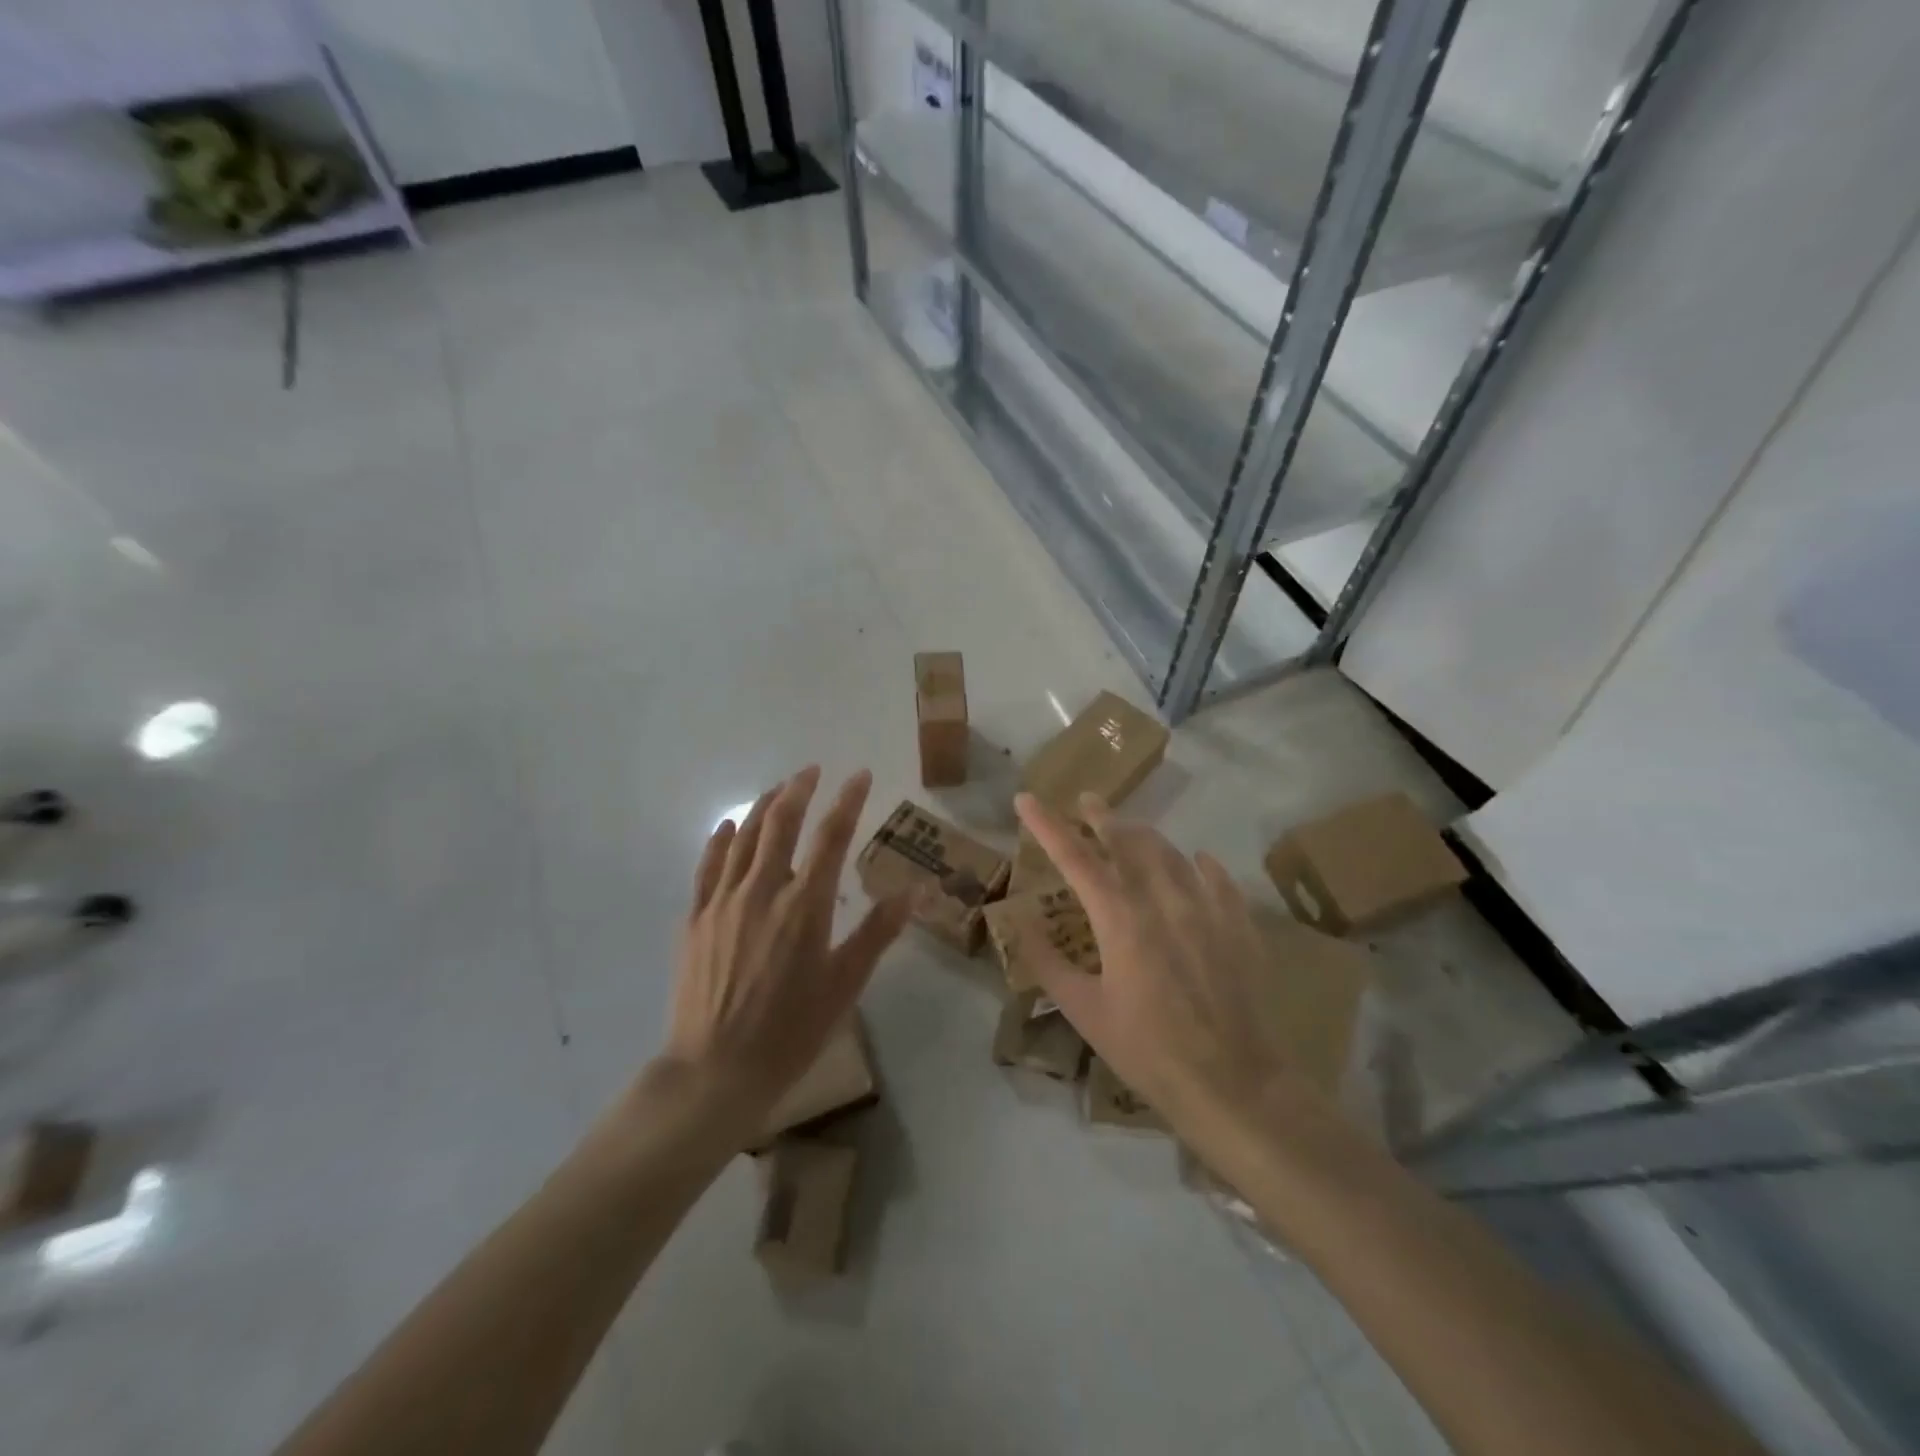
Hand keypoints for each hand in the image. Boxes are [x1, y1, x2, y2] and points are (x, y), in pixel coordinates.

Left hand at [659, 766, 909, 1138]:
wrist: (715, 1070)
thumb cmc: (791, 1031)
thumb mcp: (846, 984)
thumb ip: (878, 932)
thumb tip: (915, 890)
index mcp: (805, 906)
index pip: (831, 836)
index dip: (848, 800)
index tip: (861, 776)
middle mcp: (763, 891)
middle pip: (781, 823)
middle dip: (800, 789)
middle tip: (814, 770)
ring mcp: (723, 901)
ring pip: (744, 836)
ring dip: (764, 805)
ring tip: (780, 788)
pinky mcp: (695, 918)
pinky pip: (707, 865)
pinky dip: (721, 838)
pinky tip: (729, 825)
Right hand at [1013, 791, 1314, 1147]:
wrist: (1232, 1082)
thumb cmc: (1147, 1050)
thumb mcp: (1084, 1011)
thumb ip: (1047, 963)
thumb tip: (1019, 925)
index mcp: (1119, 918)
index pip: (1074, 857)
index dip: (1046, 825)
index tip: (1026, 798)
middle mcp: (1162, 899)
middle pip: (1127, 840)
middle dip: (1102, 816)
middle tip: (1087, 800)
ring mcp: (1206, 907)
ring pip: (1171, 852)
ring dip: (1145, 835)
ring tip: (1131, 829)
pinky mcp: (1238, 925)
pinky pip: (1218, 878)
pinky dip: (1201, 863)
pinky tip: (1199, 860)